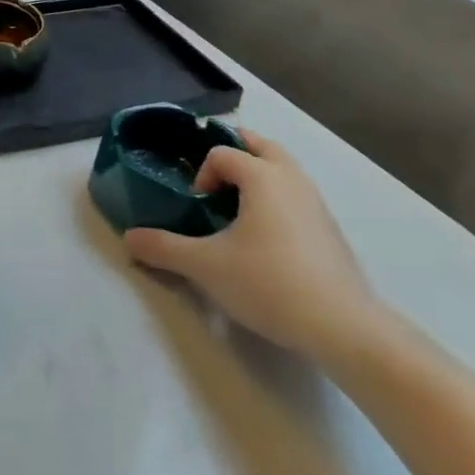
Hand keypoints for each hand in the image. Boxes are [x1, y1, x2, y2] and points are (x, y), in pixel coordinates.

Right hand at [124, 133, 387, 364]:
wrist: (345, 329)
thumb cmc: (270, 284)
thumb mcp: (207, 267)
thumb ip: (165, 249)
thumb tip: (128, 239)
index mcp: (261, 175)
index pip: (222, 152)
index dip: (202, 174)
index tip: (197, 207)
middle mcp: (291, 178)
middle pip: (261, 145)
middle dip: (236, 150)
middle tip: (215, 176)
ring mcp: (316, 203)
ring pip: (285, 168)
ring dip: (260, 172)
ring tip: (240, 203)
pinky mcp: (331, 230)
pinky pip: (298, 194)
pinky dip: (279, 197)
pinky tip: (270, 236)